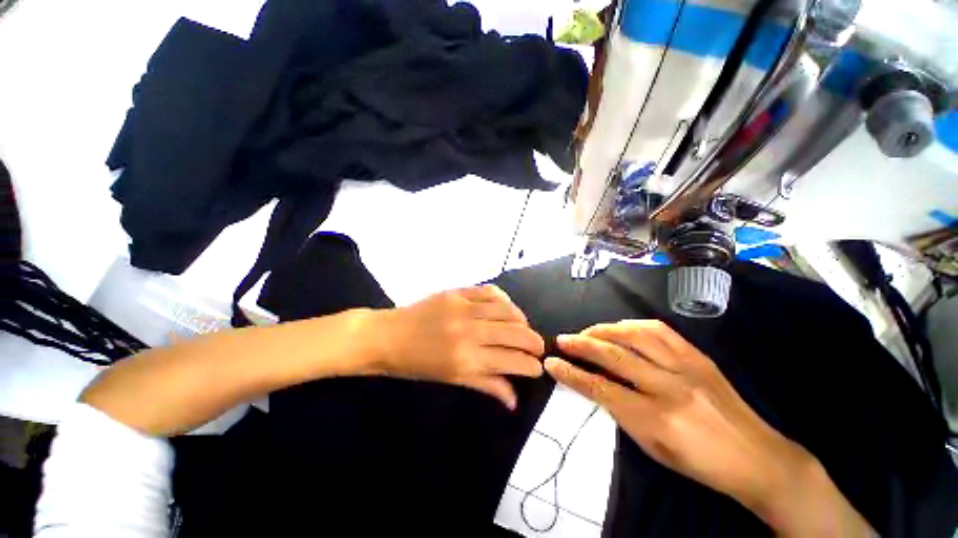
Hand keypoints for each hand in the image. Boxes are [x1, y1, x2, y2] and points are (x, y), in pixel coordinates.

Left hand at [374, 285, 544, 409]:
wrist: (388, 336)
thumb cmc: (416, 365)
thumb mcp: (451, 379)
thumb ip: (486, 385)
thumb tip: (514, 400)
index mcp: (467, 359)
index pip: (513, 361)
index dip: (531, 366)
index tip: (537, 368)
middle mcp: (470, 331)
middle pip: (517, 333)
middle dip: (535, 343)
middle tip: (537, 348)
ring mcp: (464, 307)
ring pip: (508, 310)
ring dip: (523, 321)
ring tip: (524, 328)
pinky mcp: (458, 292)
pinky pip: (491, 291)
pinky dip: (505, 300)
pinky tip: (506, 308)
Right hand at [545, 320, 871, 536]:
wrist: (759, 458)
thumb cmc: (700, 464)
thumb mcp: (653, 449)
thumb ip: (622, 413)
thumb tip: (596, 385)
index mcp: (656, 418)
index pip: (600, 388)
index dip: (571, 374)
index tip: (551, 363)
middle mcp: (669, 387)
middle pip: (614, 356)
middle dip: (582, 344)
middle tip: (563, 339)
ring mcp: (686, 366)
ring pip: (634, 335)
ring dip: (604, 329)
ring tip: (588, 331)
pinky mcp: (698, 356)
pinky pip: (659, 330)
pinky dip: (632, 325)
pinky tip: (620, 327)